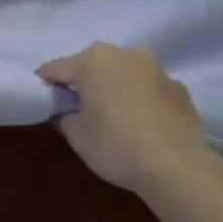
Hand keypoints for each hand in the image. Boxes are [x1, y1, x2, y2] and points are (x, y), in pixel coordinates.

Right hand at [37, 44, 222, 195]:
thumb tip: (67, 110)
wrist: (178, 167)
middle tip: (78, 111)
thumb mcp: (76, 135)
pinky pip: (149, 90)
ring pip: (124, 75)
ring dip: (115, 89)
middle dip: (83, 84)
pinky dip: (141, 101)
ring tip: (114, 119)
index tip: (41, 102)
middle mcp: (125, 54)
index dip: (45, 86)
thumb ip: (64, 115)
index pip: (56, 69)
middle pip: (92, 66)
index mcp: (93, 60)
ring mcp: (157, 69)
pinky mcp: (180, 89)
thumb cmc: (116, 145)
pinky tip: (143, 126)